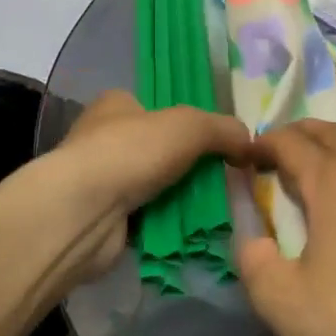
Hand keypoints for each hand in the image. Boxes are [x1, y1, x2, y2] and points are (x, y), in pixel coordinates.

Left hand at [36, 91, 251, 288]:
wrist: (84, 213)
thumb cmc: (132, 152)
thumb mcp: (190, 126)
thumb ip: (224, 130)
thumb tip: (251, 143)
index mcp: (116, 105)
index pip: (157, 106)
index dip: (188, 121)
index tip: (219, 142)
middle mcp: (105, 139)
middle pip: (161, 150)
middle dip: (191, 165)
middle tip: (227, 179)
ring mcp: (102, 182)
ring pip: (157, 186)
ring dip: (183, 198)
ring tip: (221, 208)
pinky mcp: (105, 220)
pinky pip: (149, 219)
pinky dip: (169, 225)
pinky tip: (196, 231)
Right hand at [236, 121, 335, 335]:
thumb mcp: (280, 301)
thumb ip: (253, 259)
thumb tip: (253, 239)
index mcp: (335, 183)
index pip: (292, 143)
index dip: (265, 144)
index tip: (247, 156)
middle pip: (334, 135)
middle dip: (302, 135)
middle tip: (280, 154)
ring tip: (327, 178)